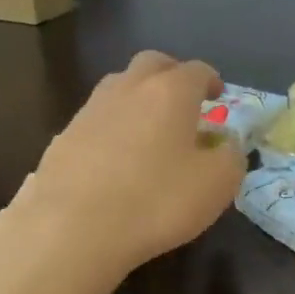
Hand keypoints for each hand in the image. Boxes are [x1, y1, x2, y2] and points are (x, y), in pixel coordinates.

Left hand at [16, 51, 244, 274]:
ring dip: (138, 99)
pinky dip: (111, 129)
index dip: (211, 81)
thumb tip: (227, 143)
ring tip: (149, 129)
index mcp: (170, 92)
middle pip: (152, 64)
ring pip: (118, 88)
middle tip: (183, 101)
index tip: (218, 97)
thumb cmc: (157, 201)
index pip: (197, 70)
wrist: (73, 228)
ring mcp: (90, 111)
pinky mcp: (63, 138)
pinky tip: (115, 159)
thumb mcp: (217, 185)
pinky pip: (96, 122)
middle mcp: (127, 89)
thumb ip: (231, 156)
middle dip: (171, 75)